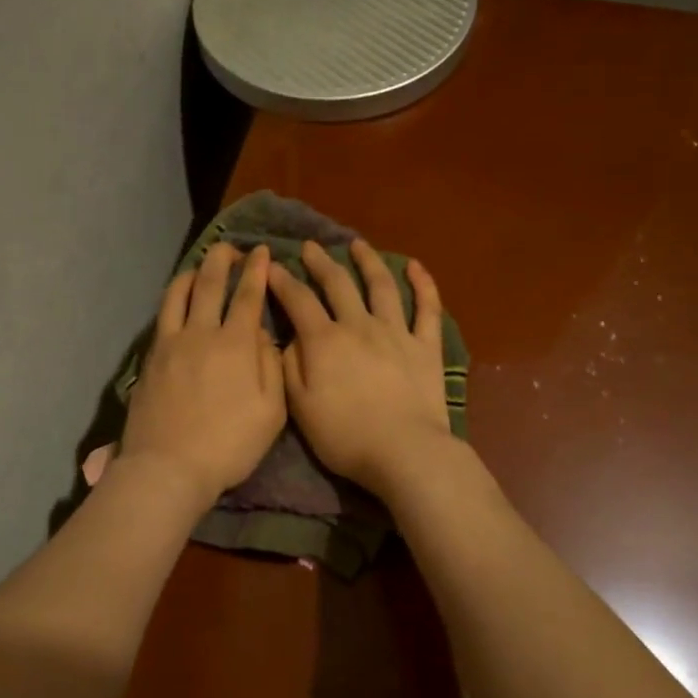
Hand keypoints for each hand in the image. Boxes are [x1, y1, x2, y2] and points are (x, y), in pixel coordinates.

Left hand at [120, 241, 285, 508]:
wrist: (168, 467)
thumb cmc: (228, 445)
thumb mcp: (271, 413)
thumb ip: (271, 367)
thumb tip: (264, 335)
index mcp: (237, 345)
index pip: (248, 296)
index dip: (257, 270)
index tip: (261, 251)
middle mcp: (202, 333)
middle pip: (211, 284)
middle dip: (223, 260)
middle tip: (231, 248)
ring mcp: (172, 343)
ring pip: (180, 293)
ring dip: (193, 272)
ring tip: (201, 265)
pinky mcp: (151, 357)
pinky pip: (162, 315)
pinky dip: (172, 297)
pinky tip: (177, 298)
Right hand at [266, 239, 451, 496]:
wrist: (404, 452)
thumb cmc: (345, 436)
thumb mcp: (299, 407)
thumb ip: (289, 367)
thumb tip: (288, 338)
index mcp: (324, 341)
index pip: (298, 300)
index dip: (282, 280)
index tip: (270, 266)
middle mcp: (359, 326)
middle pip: (337, 284)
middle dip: (320, 263)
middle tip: (310, 247)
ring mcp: (396, 333)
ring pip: (381, 286)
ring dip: (368, 262)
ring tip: (357, 245)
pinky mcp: (426, 347)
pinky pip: (427, 309)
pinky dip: (423, 284)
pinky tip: (416, 267)